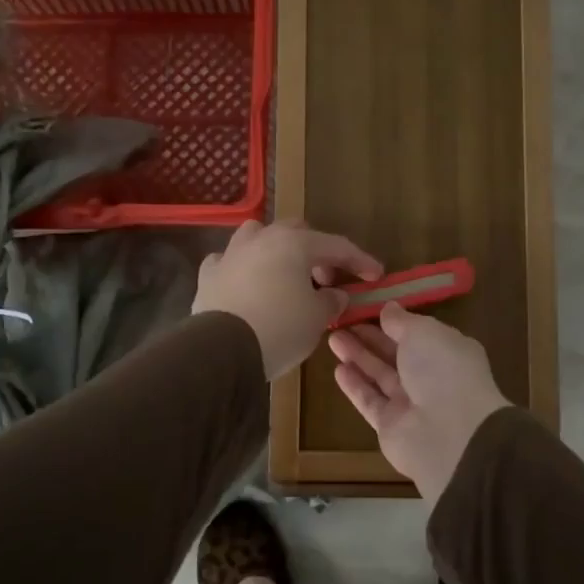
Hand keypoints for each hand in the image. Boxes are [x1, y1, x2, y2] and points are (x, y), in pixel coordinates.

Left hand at [192, 220, 382, 378]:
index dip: (359, 260)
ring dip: (275, 250)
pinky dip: (242, 269)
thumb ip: (331, 301)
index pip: (337, 246)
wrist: (221, 350)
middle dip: (315, 252)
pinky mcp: (208, 275)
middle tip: (327, 279)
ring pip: (257, 237)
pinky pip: (229, 262)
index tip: (375, 275)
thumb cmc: (280, 328)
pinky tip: (247, 284)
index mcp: (294, 243)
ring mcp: (230, 254)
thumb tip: (335, 294)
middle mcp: (261, 239)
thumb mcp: (317, 318)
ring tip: (285, 275)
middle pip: (296, 233)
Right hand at [328, 303, 510, 497]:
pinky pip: (370, 401)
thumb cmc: (442, 370)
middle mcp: (431, 377)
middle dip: (370, 338)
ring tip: (332, 339)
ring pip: (380, 375)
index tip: (367, 308)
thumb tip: (389, 308)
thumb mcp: (423, 332)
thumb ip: (402, 321)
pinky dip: (355, 385)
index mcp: (447, 351)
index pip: (418, 333)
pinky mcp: (390, 426)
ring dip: (358, 357)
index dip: (393, 322)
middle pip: (396, 354)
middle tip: (341, 322)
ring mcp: (410, 404)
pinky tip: (337, 369)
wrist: (449, 434)